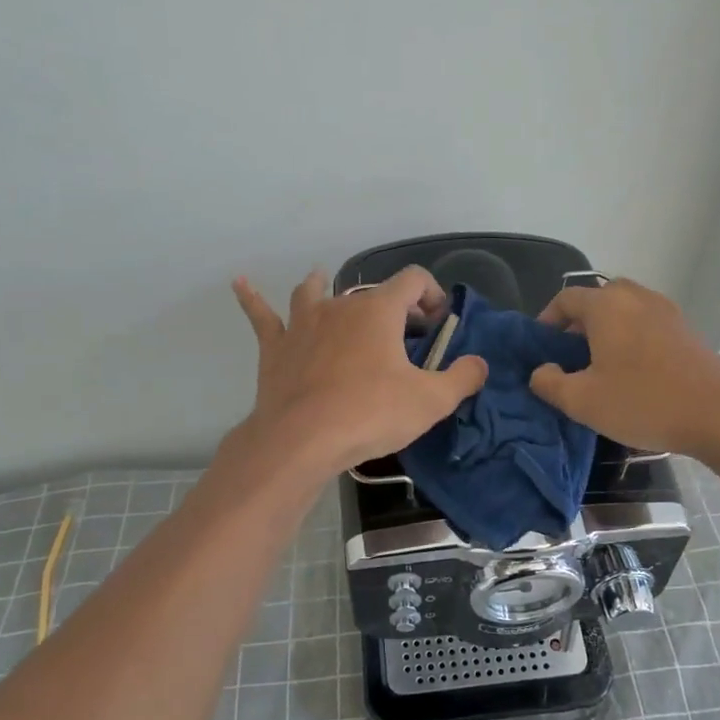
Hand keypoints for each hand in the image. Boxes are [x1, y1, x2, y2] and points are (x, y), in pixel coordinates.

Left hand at [232, 267, 487, 473]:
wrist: (302, 440)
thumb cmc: (371, 414)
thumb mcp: (431, 401)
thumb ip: (462, 378)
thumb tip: (479, 364)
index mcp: (380, 311)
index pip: (413, 280)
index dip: (431, 293)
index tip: (438, 323)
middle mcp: (341, 306)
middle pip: (370, 292)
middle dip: (392, 307)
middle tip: (405, 336)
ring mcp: (303, 324)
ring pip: (314, 294)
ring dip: (323, 287)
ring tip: (323, 280)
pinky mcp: (277, 348)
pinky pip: (263, 317)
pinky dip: (252, 298)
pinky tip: (240, 282)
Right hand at [529, 278, 719, 456]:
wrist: (719, 414)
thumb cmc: (643, 402)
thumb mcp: (582, 401)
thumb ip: (549, 383)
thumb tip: (540, 371)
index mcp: (606, 306)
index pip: (566, 299)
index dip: (547, 319)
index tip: (541, 346)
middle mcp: (636, 297)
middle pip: (598, 299)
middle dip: (579, 323)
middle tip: (570, 355)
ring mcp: (666, 310)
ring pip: (625, 310)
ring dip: (607, 329)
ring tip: (601, 364)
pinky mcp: (686, 329)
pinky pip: (647, 323)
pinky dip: (632, 336)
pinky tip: (633, 371)